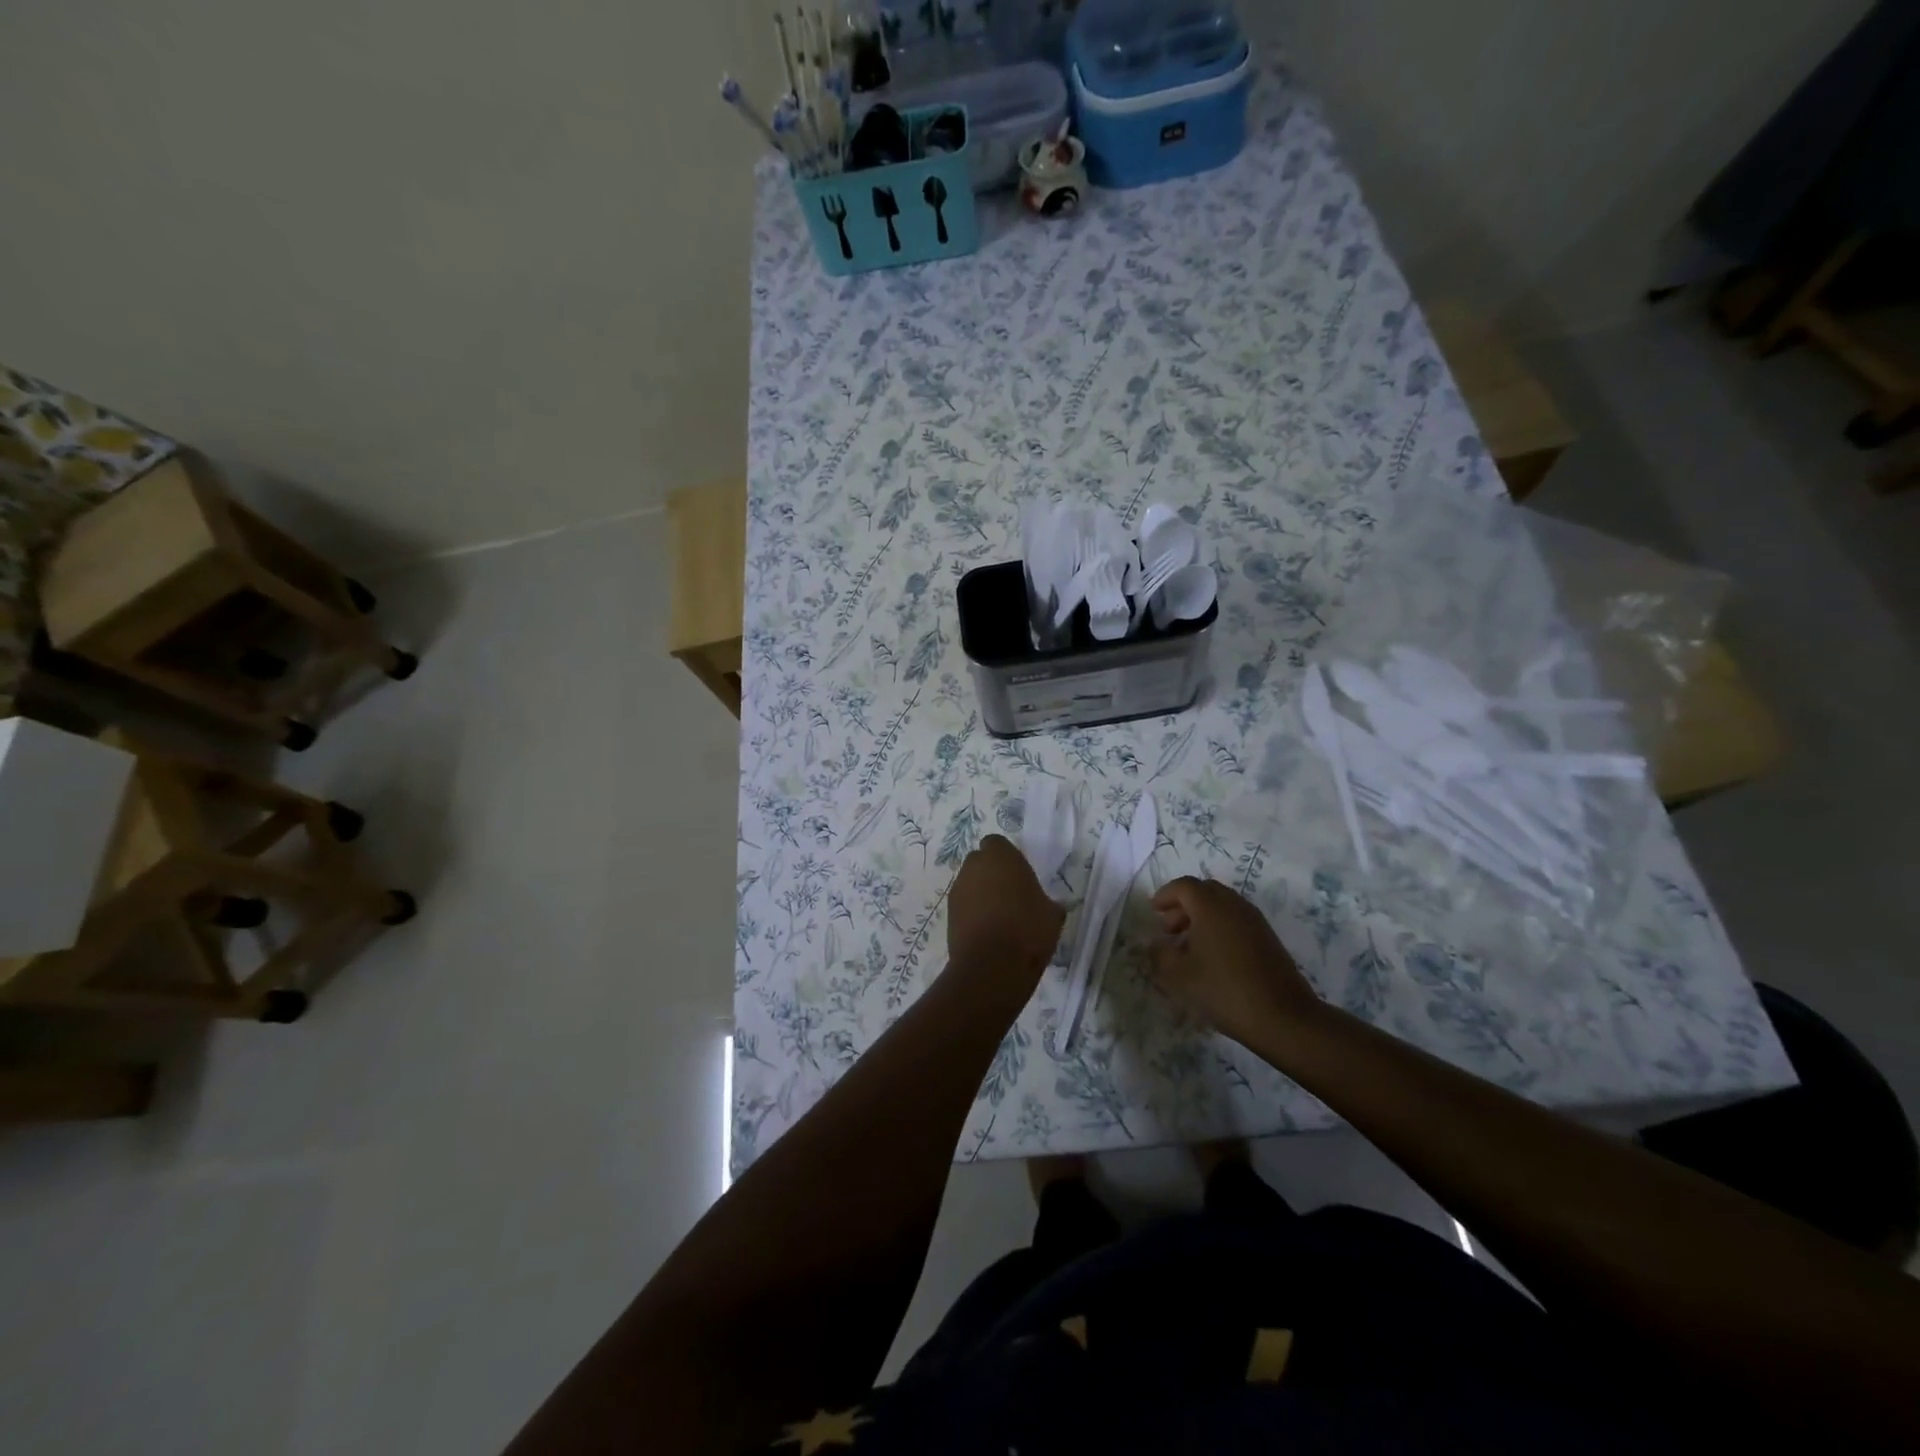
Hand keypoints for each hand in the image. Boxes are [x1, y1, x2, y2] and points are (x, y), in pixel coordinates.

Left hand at [948, 835, 1064, 988]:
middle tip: (1011, 895)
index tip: (1020, 875)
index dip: (1007, 857)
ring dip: (981, 894)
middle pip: (980, 862)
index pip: (997, 844)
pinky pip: (964, 906)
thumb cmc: (1027, 929)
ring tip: (1000, 919)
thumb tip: (1047, 906)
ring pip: (970, 884)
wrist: (992, 966)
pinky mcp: (948, 914)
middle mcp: (974, 866)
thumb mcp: (1052, 914)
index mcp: (1000, 856)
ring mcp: (958, 890)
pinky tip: (988, 933)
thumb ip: (1047, 902)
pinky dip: (973, 914)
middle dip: (992, 874)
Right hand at [1151, 877, 1322, 1047]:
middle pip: (1205, 891)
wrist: (1282, 1017)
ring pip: (1223, 905)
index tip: (1154, 911)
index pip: (1184, 886)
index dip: (1165, 895)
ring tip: (1189, 945)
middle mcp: (1234, 906)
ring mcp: (1255, 921)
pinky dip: (1220, 927)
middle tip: (1169, 929)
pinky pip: (1237, 920)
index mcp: (1211, 907)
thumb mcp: (1179, 976)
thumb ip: (1160, 955)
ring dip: (1202, 916)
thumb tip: (1155, 943)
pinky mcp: (1268, 938)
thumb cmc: (1223, 991)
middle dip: (1183, 905)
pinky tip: (1213, 956)